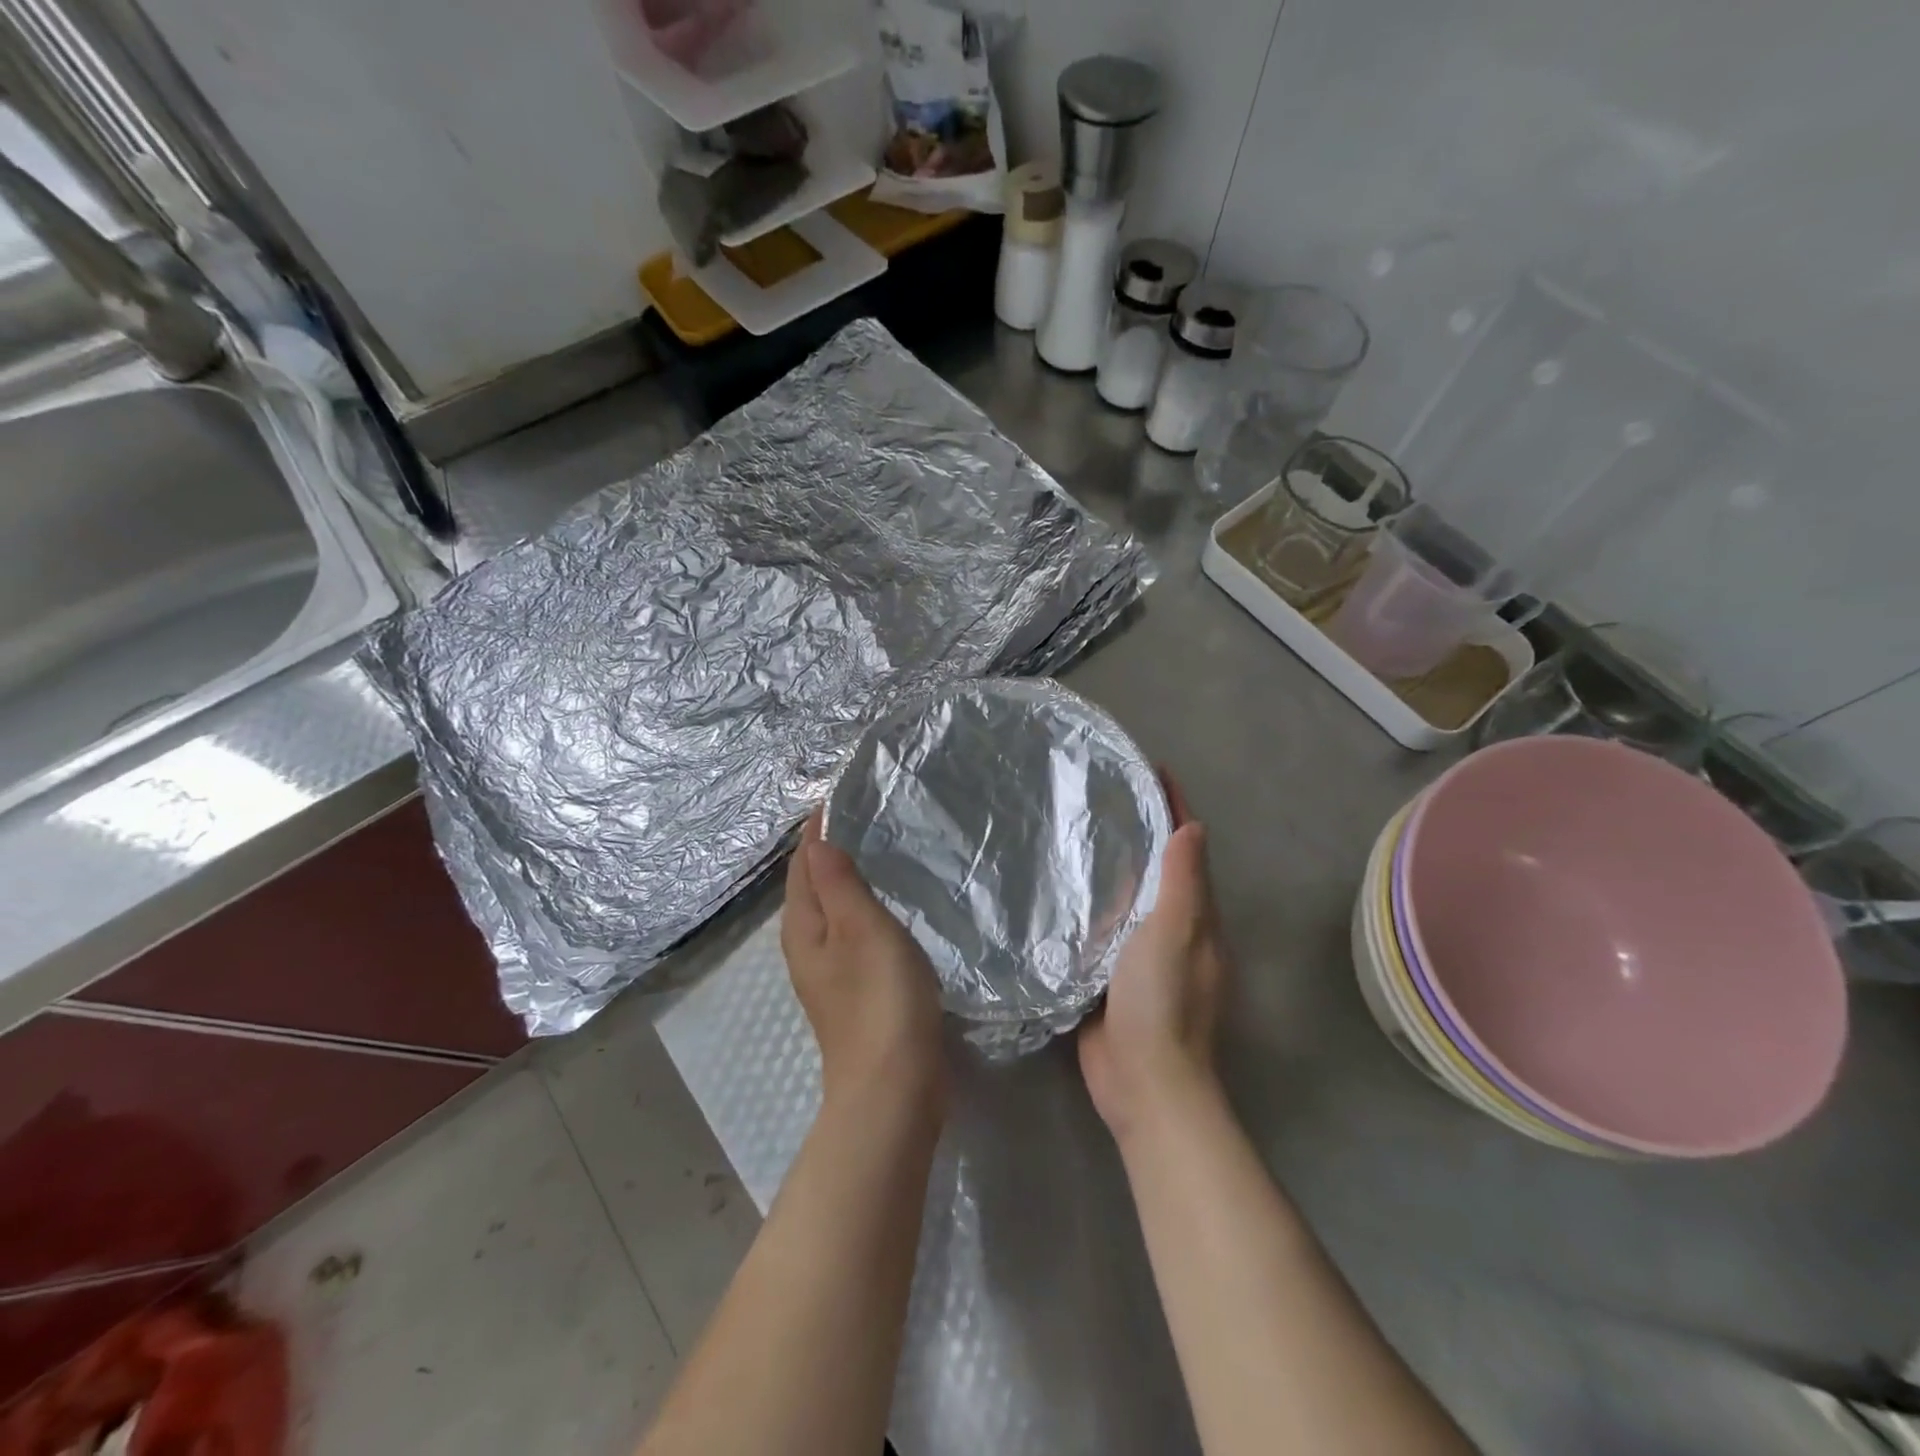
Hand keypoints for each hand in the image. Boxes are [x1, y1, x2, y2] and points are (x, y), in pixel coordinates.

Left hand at [782, 810, 947, 1117]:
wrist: (893, 1085)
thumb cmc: (879, 998)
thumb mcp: (861, 928)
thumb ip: (839, 884)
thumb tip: (817, 842)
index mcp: (803, 926)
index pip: (803, 864)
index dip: (817, 831)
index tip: (838, 798)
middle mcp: (806, 946)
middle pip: (811, 886)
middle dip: (827, 851)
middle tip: (859, 816)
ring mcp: (828, 972)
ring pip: (830, 910)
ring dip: (844, 880)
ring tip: (873, 850)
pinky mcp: (852, 991)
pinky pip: (850, 933)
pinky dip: (860, 909)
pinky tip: (884, 907)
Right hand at [1078, 775, 1227, 1144]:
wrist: (1144, 1083)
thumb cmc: (1163, 1003)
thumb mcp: (1176, 935)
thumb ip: (1183, 884)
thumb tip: (1193, 826)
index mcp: (1196, 917)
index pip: (1187, 849)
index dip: (1174, 808)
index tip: (1152, 771)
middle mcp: (1174, 930)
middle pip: (1159, 868)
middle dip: (1140, 830)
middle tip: (1100, 793)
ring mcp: (1141, 956)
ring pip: (1128, 898)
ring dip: (1112, 866)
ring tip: (1074, 830)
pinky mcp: (1111, 977)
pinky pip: (1101, 929)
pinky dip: (1089, 905)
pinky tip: (1060, 891)